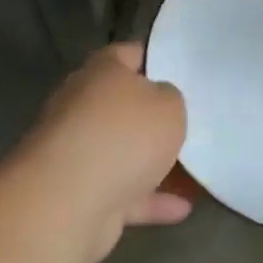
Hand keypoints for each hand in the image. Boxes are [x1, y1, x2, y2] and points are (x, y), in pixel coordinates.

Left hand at [9, 43, 189, 262]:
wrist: (68, 203)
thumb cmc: (124, 136)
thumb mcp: (169, 105)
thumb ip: (171, 97)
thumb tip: (160, 101)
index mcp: (101, 73)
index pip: (128, 54)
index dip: (156, 58)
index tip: (183, 70)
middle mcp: (82, 107)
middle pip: (123, 106)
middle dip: (154, 116)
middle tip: (192, 120)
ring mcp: (77, 153)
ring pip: (123, 152)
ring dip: (155, 163)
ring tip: (195, 168)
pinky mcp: (79, 194)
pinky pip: (123, 192)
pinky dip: (150, 200)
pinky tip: (183, 207)